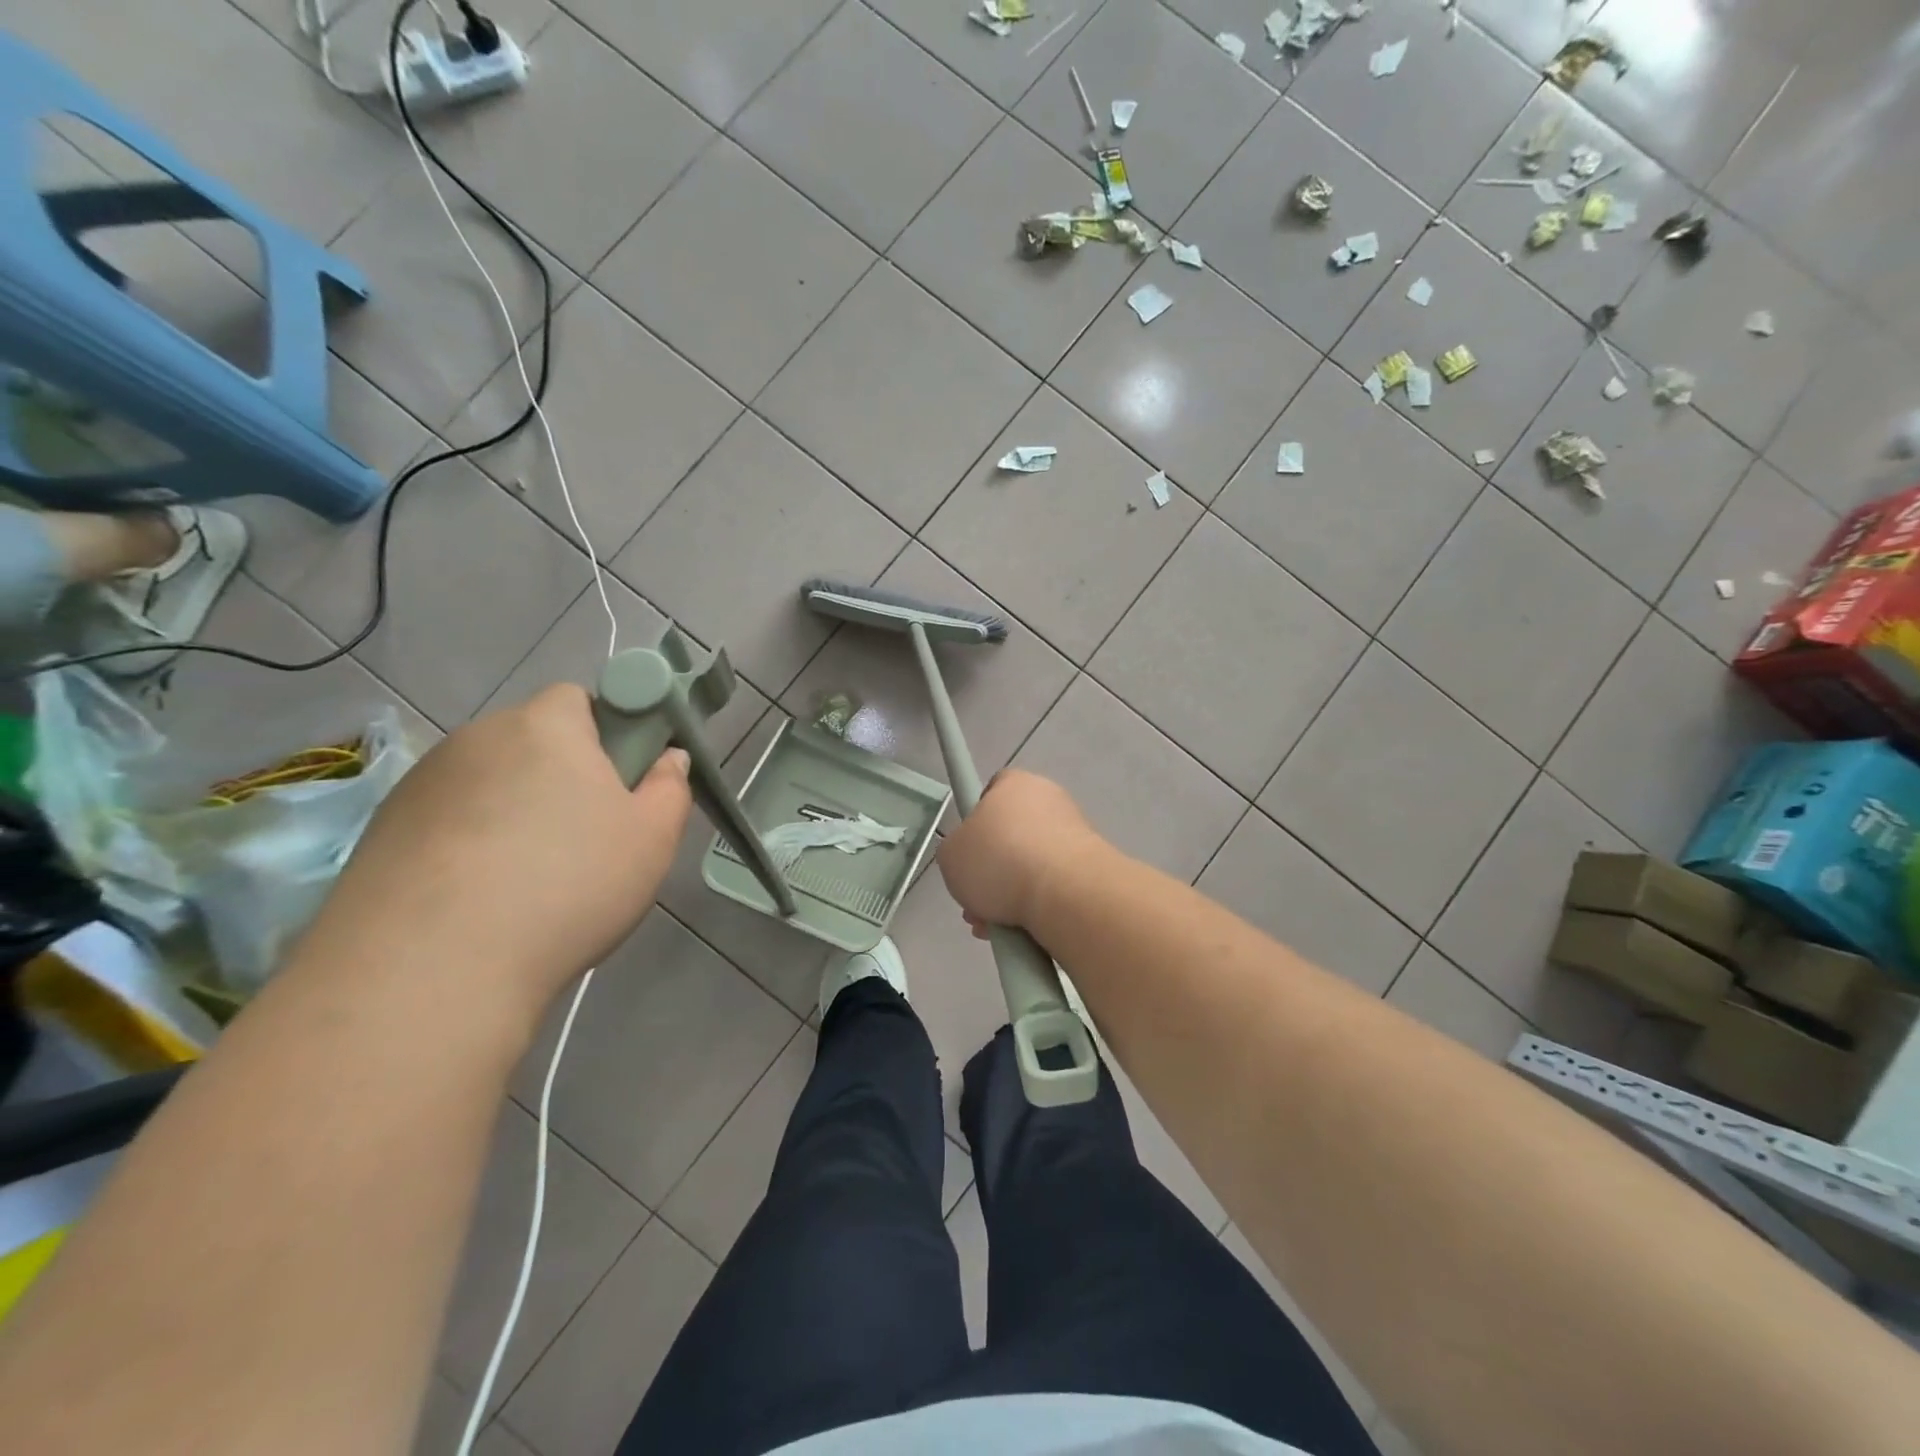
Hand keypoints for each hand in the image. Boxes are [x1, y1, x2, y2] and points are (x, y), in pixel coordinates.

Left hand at [303, 684, 691, 1008]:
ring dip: (512, 811)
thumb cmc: (568, 885)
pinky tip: (480, 900)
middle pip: (532, 742)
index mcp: (546, 726)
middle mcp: (477, 737)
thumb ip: (669, 787)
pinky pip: (447, 822)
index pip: (579, 699)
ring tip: (528, 881)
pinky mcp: (382, 831)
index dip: (607, 734)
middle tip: (587, 837)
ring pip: (489, 784)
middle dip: (561, 776)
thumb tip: (666, 758)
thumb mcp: (651, 838)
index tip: (619, 785)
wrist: (430, 968)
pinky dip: (468, 846)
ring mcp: (421, 784)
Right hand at [937, 770, 1102, 936]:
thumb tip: (972, 858)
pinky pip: (1054, 884)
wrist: (1066, 892)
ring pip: (1032, 864)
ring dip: (1013, 892)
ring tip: (995, 925)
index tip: (970, 852)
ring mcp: (1076, 832)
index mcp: (1015, 783)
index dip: (976, 822)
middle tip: (976, 901)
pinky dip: (1039, 903)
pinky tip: (1022, 929)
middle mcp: (1050, 799)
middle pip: (1012, 834)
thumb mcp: (950, 855)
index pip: (992, 792)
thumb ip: (957, 850)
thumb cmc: (1000, 860)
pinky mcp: (1092, 865)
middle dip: (993, 870)